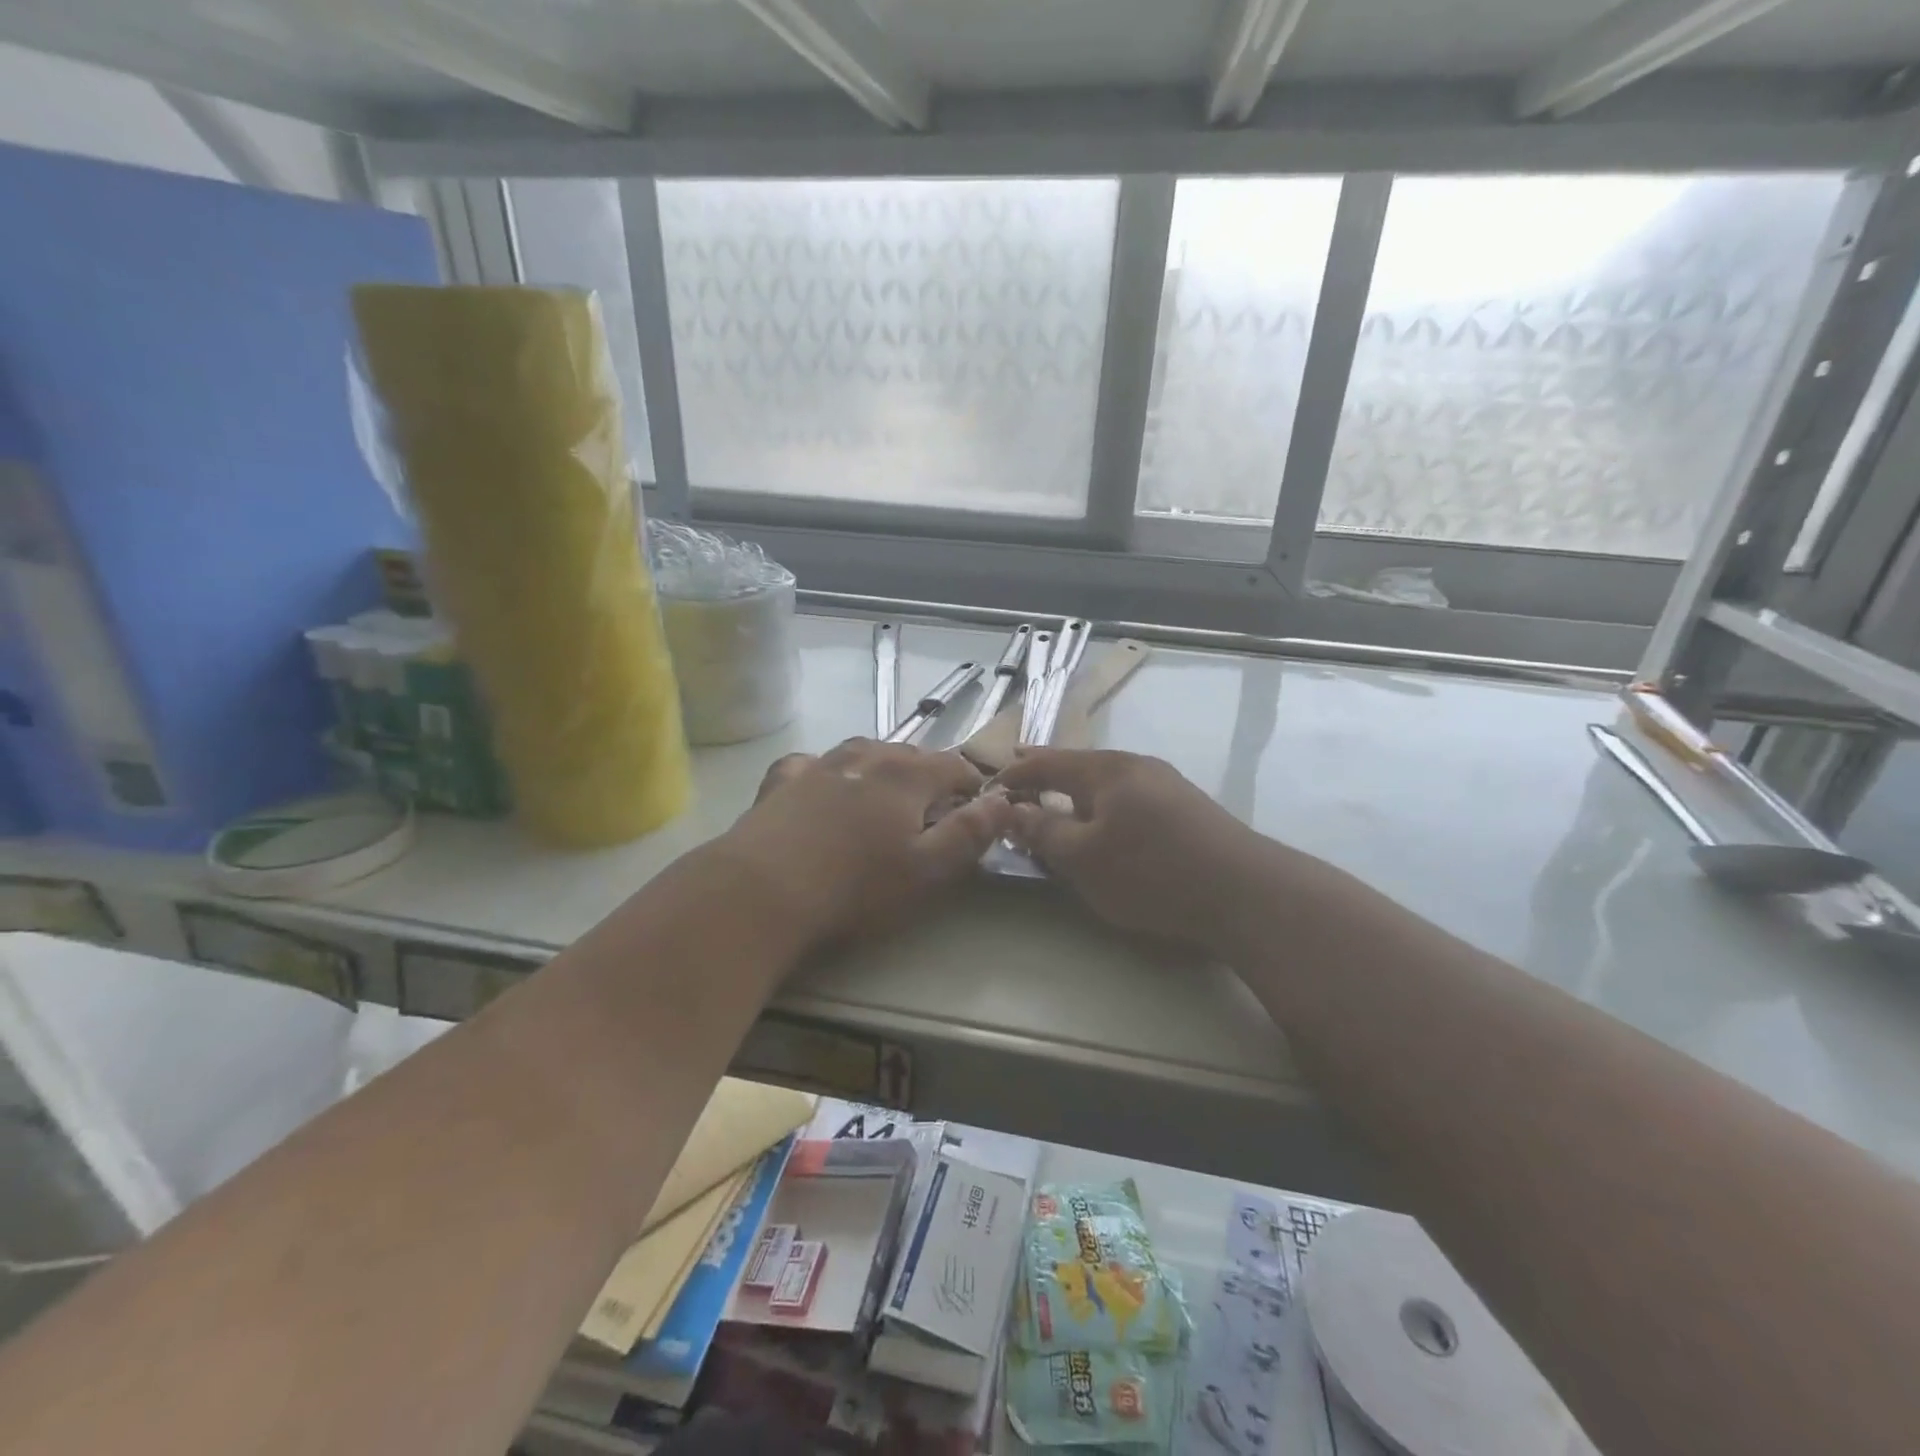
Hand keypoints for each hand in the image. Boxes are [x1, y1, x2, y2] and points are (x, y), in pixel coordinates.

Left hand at [722, 738, 1013, 947]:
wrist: (761, 892)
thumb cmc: (856, 888)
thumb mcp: (928, 871)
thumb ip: (970, 833)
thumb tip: (1004, 800)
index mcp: (906, 776)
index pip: (954, 765)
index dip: (973, 785)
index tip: (977, 810)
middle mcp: (866, 757)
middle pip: (910, 755)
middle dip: (929, 777)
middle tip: (931, 815)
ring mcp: (819, 765)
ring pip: (863, 753)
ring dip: (882, 770)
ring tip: (883, 799)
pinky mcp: (782, 781)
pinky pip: (813, 765)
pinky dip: (827, 773)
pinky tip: (821, 790)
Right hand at [999, 748, 1269, 953]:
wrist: (1245, 893)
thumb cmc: (1150, 871)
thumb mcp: (1082, 858)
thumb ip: (1042, 832)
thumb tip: (1009, 809)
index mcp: (1106, 769)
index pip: (1047, 762)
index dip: (1016, 773)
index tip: (990, 785)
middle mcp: (1136, 766)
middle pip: (1079, 765)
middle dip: (1047, 774)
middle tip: (1019, 777)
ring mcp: (1167, 785)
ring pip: (1107, 782)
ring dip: (1077, 791)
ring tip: (1057, 802)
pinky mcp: (1187, 809)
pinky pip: (1129, 797)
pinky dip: (1104, 805)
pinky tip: (1107, 823)